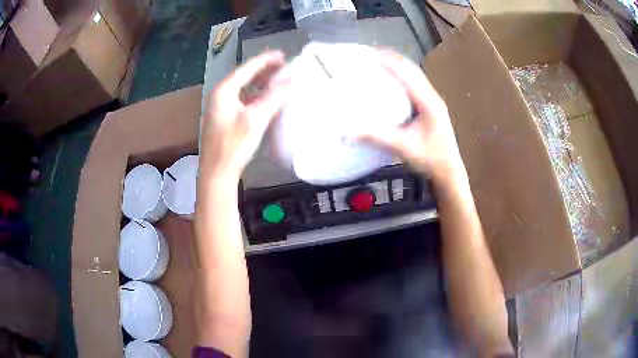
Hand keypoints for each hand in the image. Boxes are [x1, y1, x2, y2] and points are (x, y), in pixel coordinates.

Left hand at [200, 51, 290, 185]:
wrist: (217, 173)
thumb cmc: (233, 145)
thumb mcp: (256, 119)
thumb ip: (274, 96)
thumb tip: (292, 78)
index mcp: (224, 90)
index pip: (247, 68)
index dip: (266, 60)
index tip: (283, 54)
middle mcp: (220, 94)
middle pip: (244, 76)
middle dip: (264, 70)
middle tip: (284, 66)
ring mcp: (220, 107)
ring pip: (243, 88)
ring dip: (260, 82)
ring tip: (278, 78)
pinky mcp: (224, 118)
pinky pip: (242, 99)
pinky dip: (255, 95)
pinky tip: (266, 98)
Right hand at [357, 50, 464, 183]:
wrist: (449, 171)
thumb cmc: (430, 159)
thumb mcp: (403, 148)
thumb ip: (377, 137)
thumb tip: (347, 131)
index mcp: (429, 102)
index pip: (408, 75)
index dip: (390, 61)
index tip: (371, 52)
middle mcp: (432, 97)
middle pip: (412, 70)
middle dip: (392, 58)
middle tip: (371, 52)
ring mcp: (432, 101)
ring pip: (414, 76)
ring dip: (397, 65)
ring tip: (378, 59)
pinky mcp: (430, 107)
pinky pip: (414, 85)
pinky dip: (401, 76)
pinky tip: (390, 79)